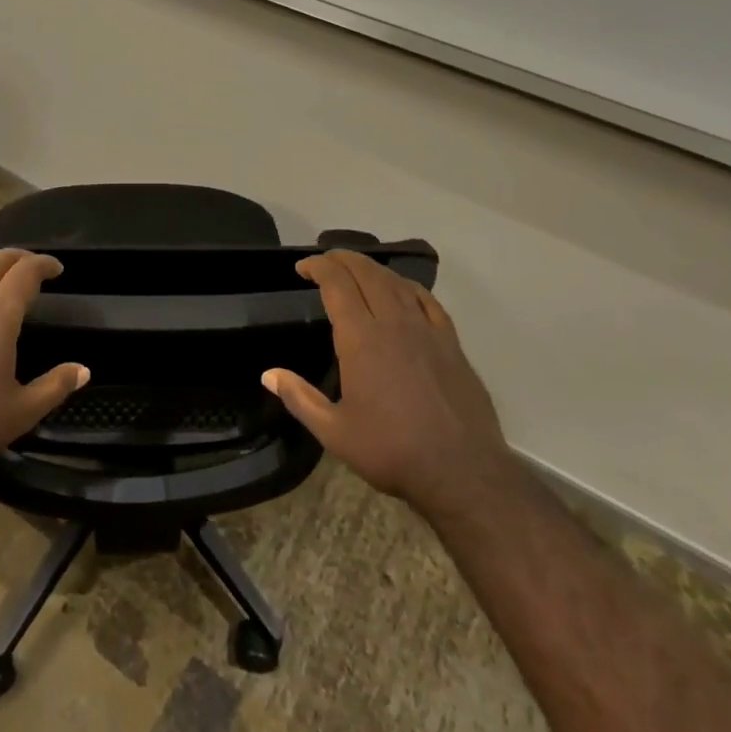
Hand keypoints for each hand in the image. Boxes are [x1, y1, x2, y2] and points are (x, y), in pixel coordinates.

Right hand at [263, 250, 507, 518]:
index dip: (318, 267)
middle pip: (367, 273)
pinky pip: (427, 300)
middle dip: (342, 259)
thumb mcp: (335, 432)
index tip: (303, 268)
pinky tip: (402, 291)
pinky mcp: (451, 343)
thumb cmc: (392, 451)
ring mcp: (427, 330)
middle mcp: (394, 323)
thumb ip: (300, 398)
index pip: (337, 284)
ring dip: (372, 268)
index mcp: (361, 339)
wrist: (462, 472)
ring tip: (357, 271)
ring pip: (396, 282)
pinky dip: (408, 286)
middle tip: (325, 262)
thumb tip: (268, 374)